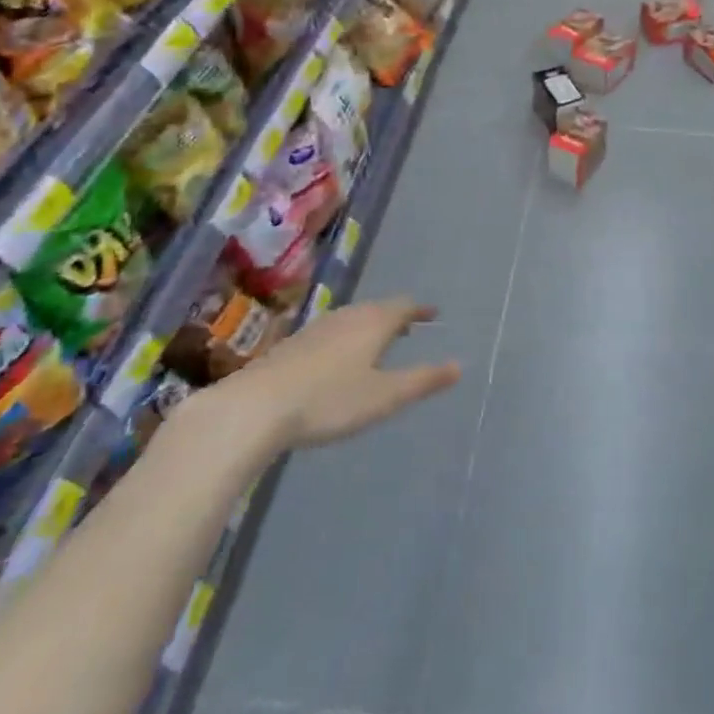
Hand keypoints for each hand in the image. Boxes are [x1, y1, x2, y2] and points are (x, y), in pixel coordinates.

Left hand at [176, 298, 460, 458]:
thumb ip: (422, 381)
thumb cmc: (329, 400)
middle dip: (396, 317)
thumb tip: (459, 365)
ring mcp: (316, 329)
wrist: (254, 407)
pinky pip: (332, 332)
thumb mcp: (384, 396)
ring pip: (352, 319)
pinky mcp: (293, 345)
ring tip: (379, 341)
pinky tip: (340, 358)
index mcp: (373, 323)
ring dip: (370, 326)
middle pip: (377, 309)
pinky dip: (348, 337)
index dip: (420, 310)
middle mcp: (346, 317)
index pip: (404, 307)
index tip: (433, 314)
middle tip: (410, 327)